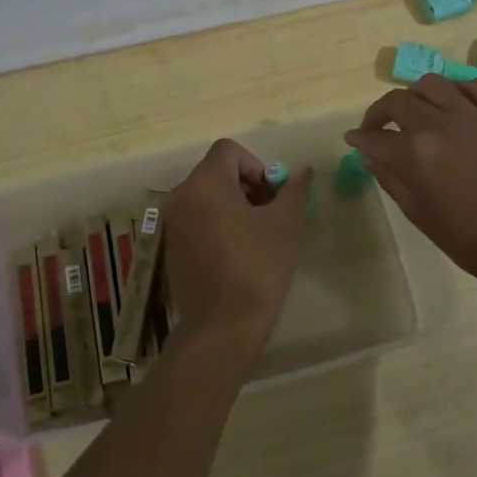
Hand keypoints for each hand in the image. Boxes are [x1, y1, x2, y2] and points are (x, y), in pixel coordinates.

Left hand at [164, 140, 312, 351]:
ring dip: (235, 204)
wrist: (222, 326)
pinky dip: (218, 223)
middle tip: (272, 213)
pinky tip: (239, 253)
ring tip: (259, 234)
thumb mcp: (285, 223)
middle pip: (217, 172)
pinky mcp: (172, 248)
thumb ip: (294, 189)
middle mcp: (181, 196)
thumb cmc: (257, 266)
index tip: (273, 194)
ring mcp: (173, 224)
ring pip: (207, 196)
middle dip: (248, 185)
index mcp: (205, 183)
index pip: (229, 150)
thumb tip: (303, 170)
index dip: (257, 164)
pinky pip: (197, 219)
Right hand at [345, 74, 476, 279]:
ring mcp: (475, 115)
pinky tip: (455, 104)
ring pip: (433, 84)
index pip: (375, 137)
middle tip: (378, 126)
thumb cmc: (467, 238)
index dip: (360, 138)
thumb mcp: (418, 213)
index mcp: (416, 154)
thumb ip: (390, 179)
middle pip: (398, 102)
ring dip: (415, 95)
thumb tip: (370, 156)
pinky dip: (459, 91)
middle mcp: (441, 125)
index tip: (354, 138)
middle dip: (379, 113)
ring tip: (416, 110)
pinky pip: (476, 86)